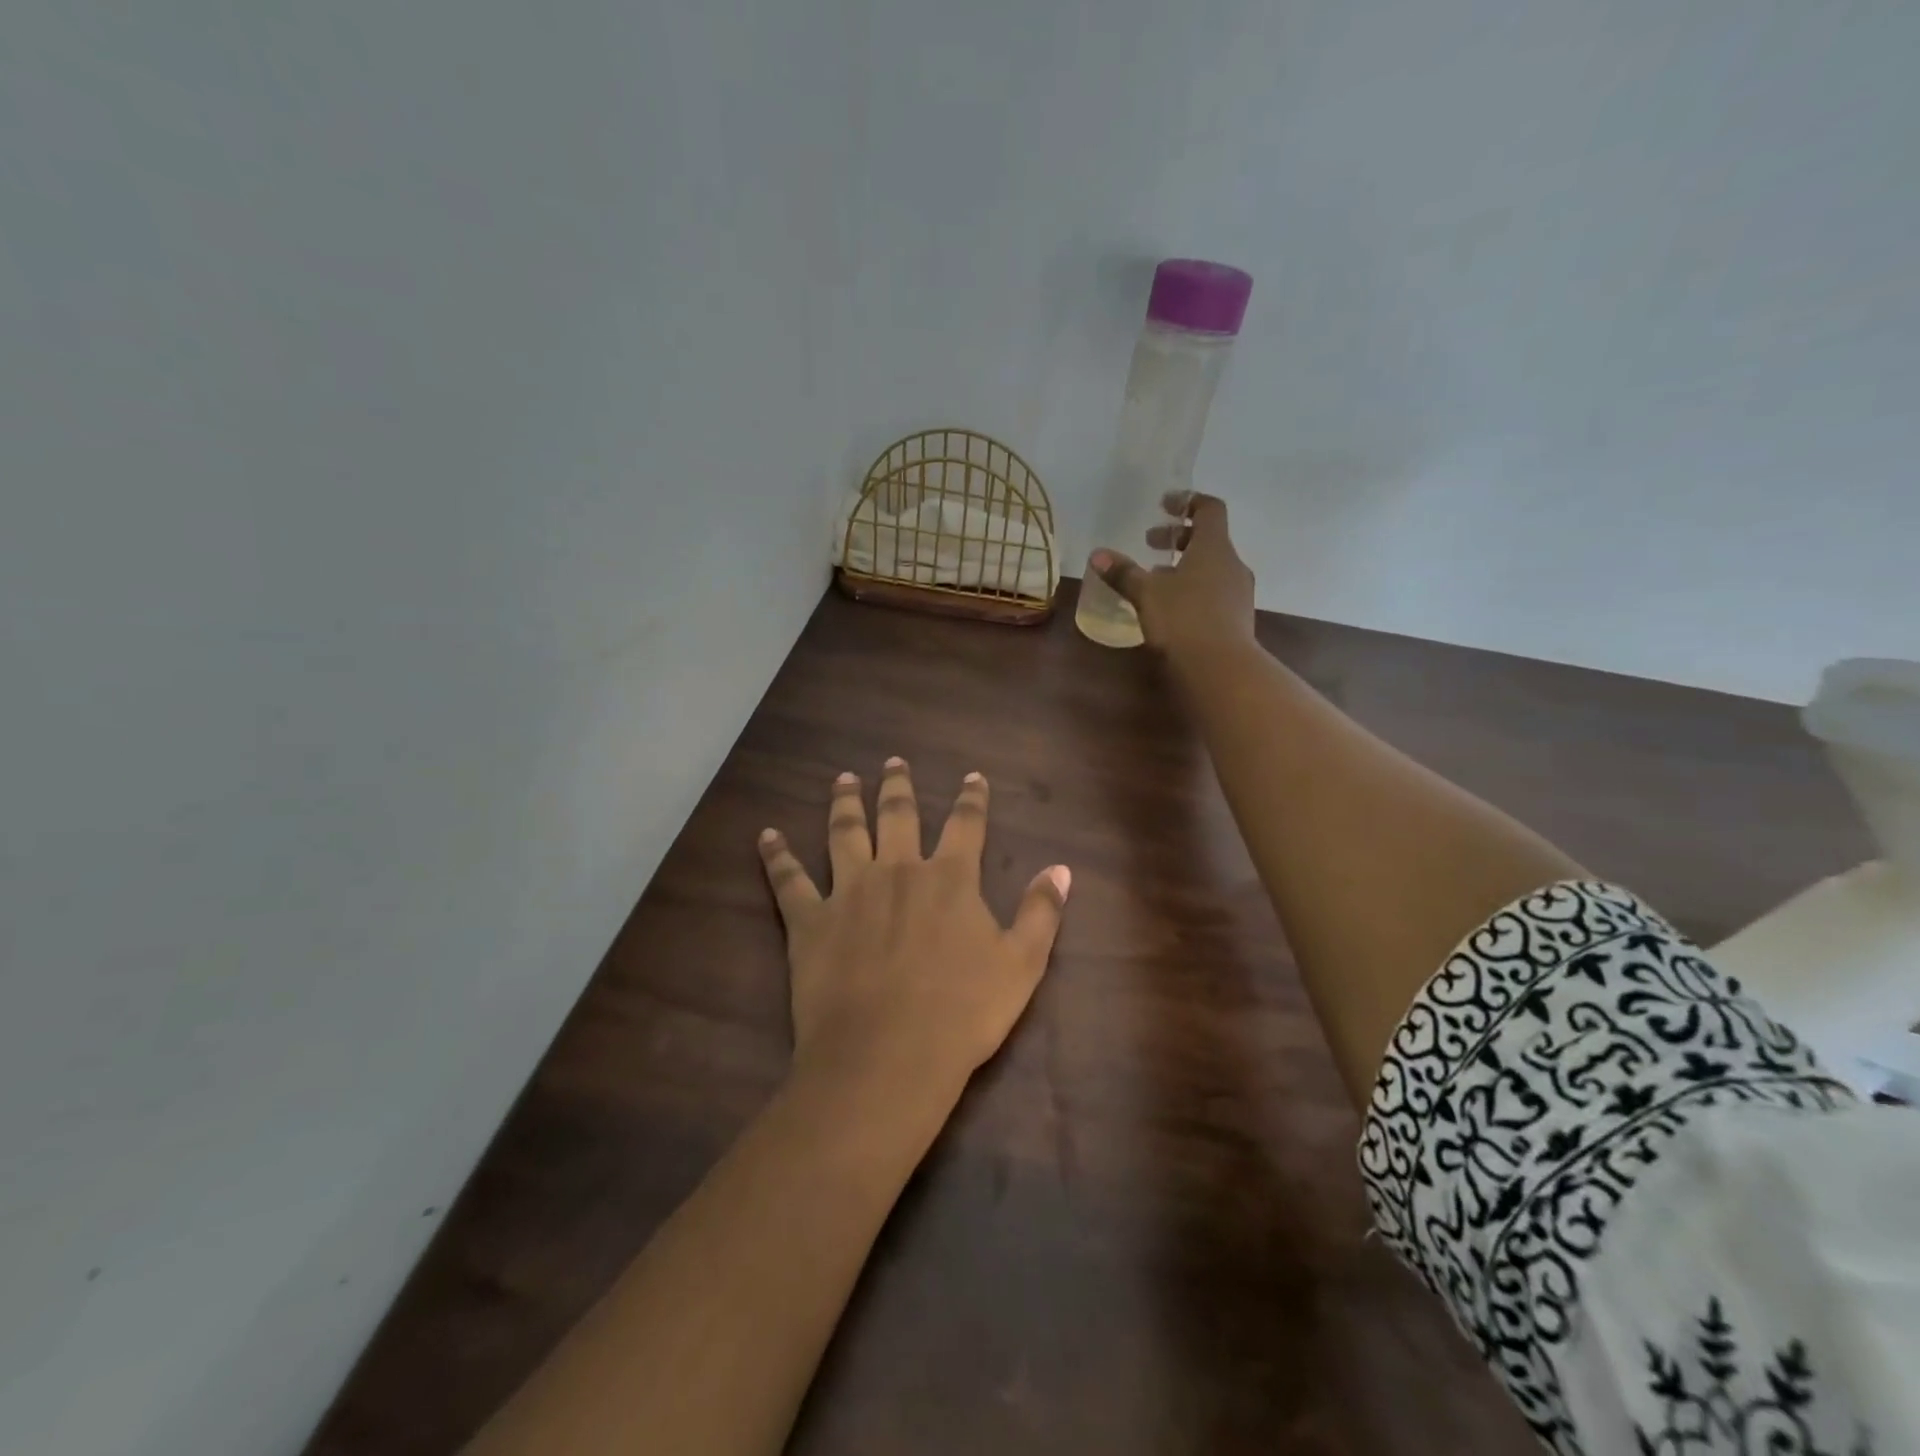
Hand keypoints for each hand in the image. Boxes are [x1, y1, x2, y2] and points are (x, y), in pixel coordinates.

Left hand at [757, 760, 1070, 1103]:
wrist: (888, 1057)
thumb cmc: (962, 1014)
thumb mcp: (1022, 965)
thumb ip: (1041, 912)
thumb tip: (1062, 868)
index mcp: (949, 879)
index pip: (966, 825)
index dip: (972, 798)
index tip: (972, 776)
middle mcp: (898, 870)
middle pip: (898, 815)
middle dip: (898, 786)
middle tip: (892, 762)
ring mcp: (849, 891)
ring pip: (845, 833)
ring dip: (845, 803)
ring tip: (843, 779)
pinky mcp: (809, 920)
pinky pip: (789, 879)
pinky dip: (776, 855)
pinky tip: (766, 835)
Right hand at [1089, 491, 1254, 660]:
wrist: (1221, 669)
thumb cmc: (1183, 620)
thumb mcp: (1147, 594)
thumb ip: (1123, 573)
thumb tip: (1097, 555)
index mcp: (1214, 547)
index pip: (1209, 509)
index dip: (1187, 502)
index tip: (1163, 505)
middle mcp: (1231, 564)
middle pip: (1208, 539)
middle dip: (1177, 537)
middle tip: (1149, 543)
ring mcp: (1238, 593)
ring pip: (1211, 567)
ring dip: (1184, 566)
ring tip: (1156, 578)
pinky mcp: (1237, 618)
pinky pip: (1214, 591)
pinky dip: (1193, 588)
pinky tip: (1171, 608)